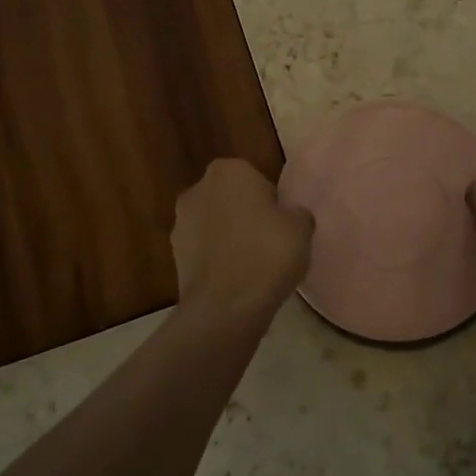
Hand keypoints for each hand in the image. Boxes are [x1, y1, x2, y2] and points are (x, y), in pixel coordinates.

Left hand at [171, 159, 313, 320]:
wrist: (226, 305)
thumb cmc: (267, 253)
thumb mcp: (301, 228)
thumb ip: (296, 214)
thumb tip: (291, 216)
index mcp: (229, 170)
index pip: (256, 179)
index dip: (271, 202)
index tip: (281, 224)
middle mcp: (198, 188)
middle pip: (230, 199)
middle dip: (246, 216)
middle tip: (269, 242)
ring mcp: (181, 223)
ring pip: (214, 225)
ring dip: (228, 238)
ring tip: (253, 266)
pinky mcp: (174, 256)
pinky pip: (204, 251)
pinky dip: (217, 260)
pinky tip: (236, 281)